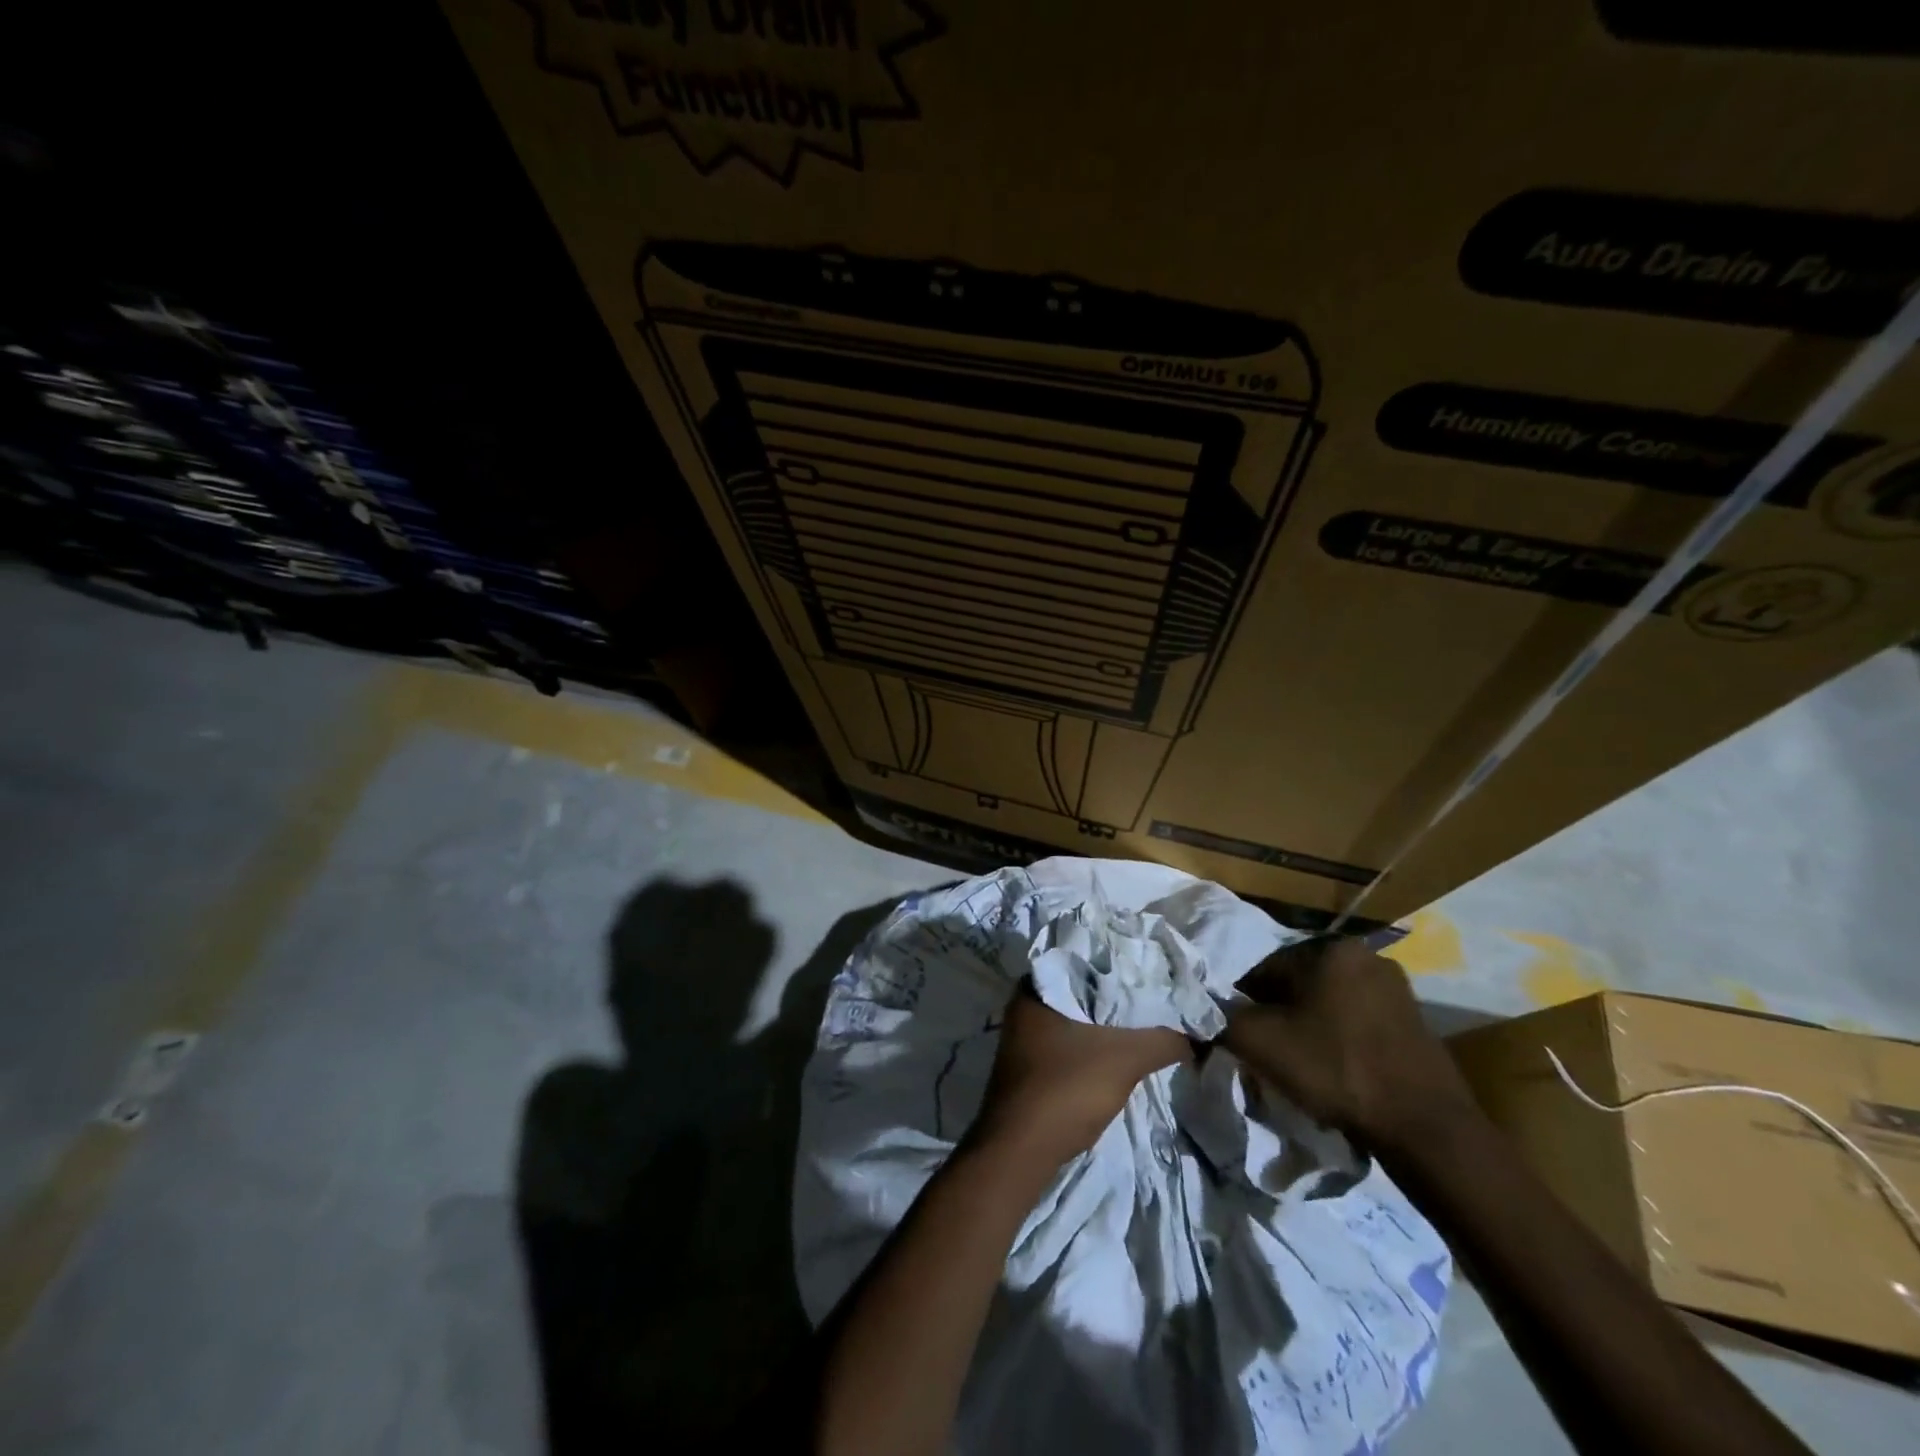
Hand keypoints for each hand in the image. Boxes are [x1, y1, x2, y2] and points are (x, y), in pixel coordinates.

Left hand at [969, 982, 1190, 1166]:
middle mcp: (1023, 1006)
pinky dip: (1094, 1048)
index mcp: (1034, 987)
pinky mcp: (1029, 1068)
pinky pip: (1069, 1045)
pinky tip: (1120, 1056)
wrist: (1021, 1152)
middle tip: (1157, 999)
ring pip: (1076, 1021)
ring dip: (1107, 1026)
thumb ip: (1163, 1040)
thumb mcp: (1125, 1058)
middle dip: (1117, 998)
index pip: (1085, 961)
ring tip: (1147, 1025)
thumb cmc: (1066, 1088)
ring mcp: (1023, 1039)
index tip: (1154, 971)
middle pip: (1082, 992)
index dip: (1121, 966)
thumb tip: (1197, 1035)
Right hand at [1222, 936, 1478, 1149]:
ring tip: (1306, 1066)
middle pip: (1297, 984)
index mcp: (1327, 948)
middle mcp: (1364, 955)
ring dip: (1311, 1026)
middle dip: (1280, 1014)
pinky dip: (1342, 1038)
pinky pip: (1359, 1020)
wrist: (1425, 1127)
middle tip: (1273, 1054)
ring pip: (1328, 1002)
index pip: (1263, 971)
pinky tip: (1339, 1071)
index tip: (1244, 1040)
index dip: (1245, 1006)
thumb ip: (1220, 1020)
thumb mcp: (1259, 1043)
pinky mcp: (1416, 1019)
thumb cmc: (1335, 1069)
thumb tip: (1201, 1013)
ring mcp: (1396, 987)